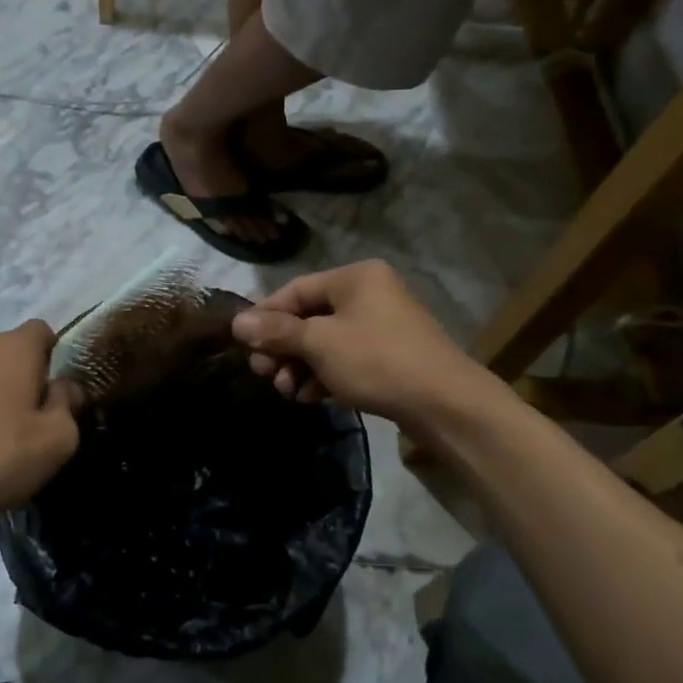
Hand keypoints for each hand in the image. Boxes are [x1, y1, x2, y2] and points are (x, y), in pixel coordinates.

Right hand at [230, 261, 492, 430]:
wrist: (445, 404)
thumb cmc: (376, 360)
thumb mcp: (320, 343)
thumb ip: (277, 331)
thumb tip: (237, 322)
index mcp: (355, 278)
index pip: (296, 289)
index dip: (265, 316)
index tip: (244, 344)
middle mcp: (369, 294)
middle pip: (310, 317)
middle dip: (283, 348)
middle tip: (264, 374)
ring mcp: (381, 326)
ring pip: (326, 342)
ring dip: (300, 366)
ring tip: (286, 392)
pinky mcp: (389, 357)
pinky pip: (345, 359)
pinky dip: (324, 375)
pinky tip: (309, 398)